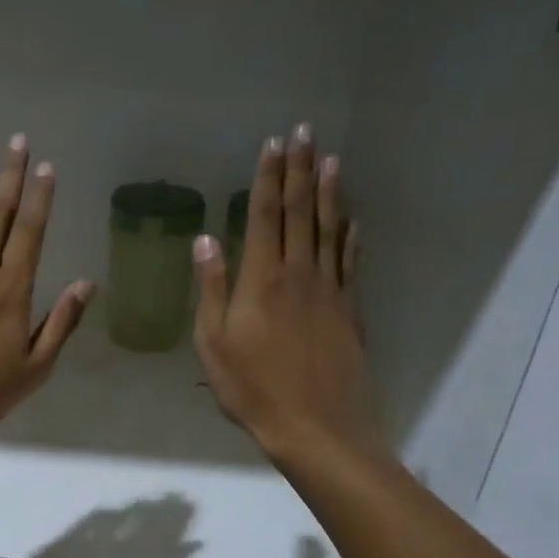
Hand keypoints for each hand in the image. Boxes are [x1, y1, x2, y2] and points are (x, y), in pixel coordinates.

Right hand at [193, 123, 379, 466]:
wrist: (313, 425)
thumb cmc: (251, 387)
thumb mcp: (213, 342)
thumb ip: (211, 288)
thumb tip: (205, 240)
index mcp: (262, 280)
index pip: (265, 216)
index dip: (268, 178)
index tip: (273, 145)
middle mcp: (299, 274)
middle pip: (300, 212)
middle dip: (300, 170)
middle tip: (306, 132)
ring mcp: (330, 291)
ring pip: (330, 230)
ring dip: (329, 192)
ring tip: (331, 159)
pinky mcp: (350, 310)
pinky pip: (351, 263)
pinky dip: (352, 237)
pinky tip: (353, 220)